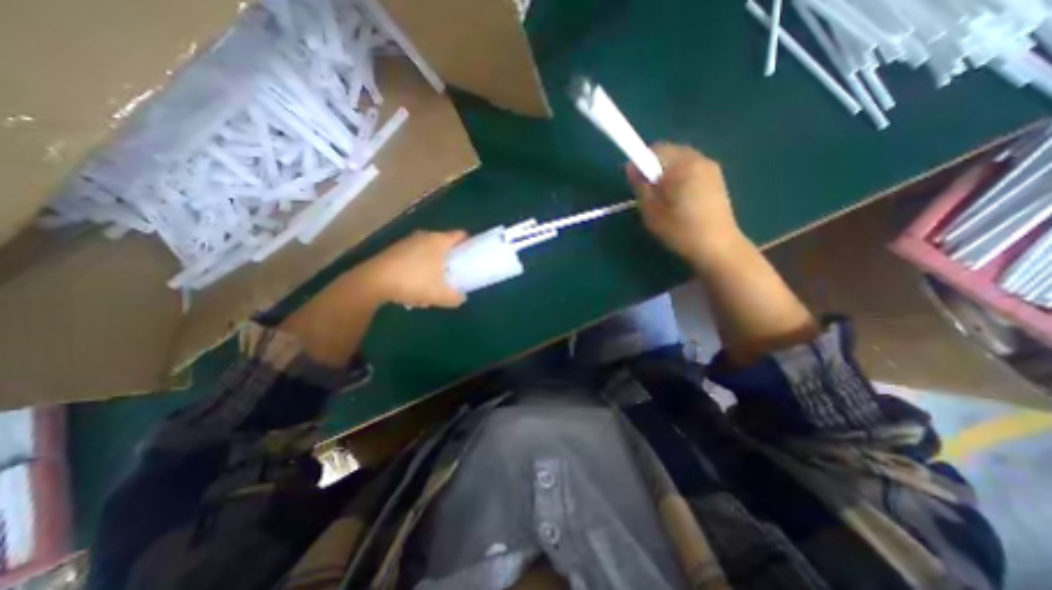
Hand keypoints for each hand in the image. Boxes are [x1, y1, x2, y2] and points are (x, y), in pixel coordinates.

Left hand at [354, 229, 467, 308]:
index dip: (469, 244)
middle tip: (454, 273)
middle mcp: (424, 236)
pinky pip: (414, 256)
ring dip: (433, 264)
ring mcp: (407, 242)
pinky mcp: (394, 250)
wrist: (374, 282)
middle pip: (444, 243)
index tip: (472, 256)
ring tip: (433, 282)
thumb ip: (456, 297)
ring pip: (428, 251)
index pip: (460, 235)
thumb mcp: (441, 295)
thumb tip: (461, 297)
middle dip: (450, 258)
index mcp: (439, 241)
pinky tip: (414, 285)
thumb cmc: (414, 282)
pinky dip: (418, 267)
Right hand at [623, 144, 746, 266]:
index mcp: (682, 165)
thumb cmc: (680, 230)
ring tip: (666, 199)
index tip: (636, 182)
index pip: (655, 149)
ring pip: (681, 161)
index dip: (641, 162)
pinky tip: (681, 200)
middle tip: (651, 194)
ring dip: (668, 174)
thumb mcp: (651, 211)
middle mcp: (699, 159)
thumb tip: (632, 166)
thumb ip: (640, 185)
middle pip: (669, 152)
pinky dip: (681, 178)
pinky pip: (692, 169)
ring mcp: (711, 168)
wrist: (717, 246)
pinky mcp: (717, 178)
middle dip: (655, 168)